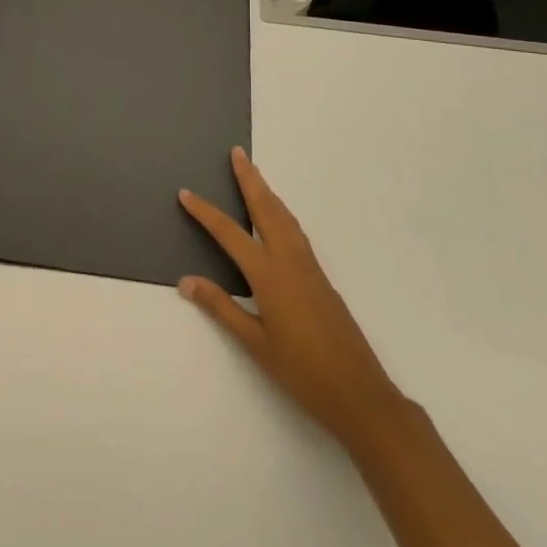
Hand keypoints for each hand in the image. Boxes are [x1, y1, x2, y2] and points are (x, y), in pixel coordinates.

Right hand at [179, 149, 399, 444]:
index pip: (229, 233)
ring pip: (285, 217)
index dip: (205, 212)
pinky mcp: (321, 278)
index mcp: (269, 274)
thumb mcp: (254, 343)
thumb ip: (221, 307)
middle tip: (237, 153)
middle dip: (250, 179)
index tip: (186, 193)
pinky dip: (281, 213)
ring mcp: (309, 267)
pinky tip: (277, 218)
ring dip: (267, 192)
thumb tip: (186, 281)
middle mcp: (290, 261)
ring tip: (253, 175)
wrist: (360, 393)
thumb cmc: (302, 372)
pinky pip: (295, 232)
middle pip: (266, 209)